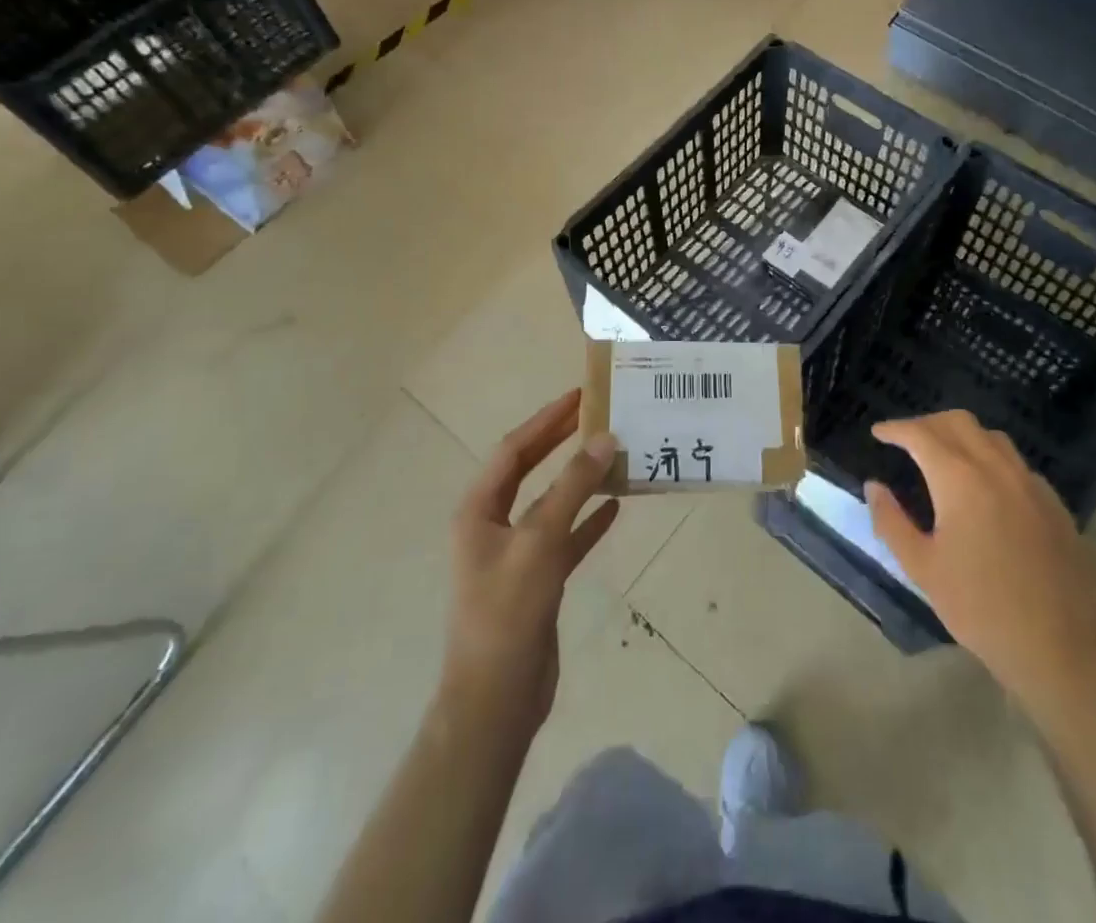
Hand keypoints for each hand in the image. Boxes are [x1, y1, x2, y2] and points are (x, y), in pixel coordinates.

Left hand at [443, 391, 619, 735]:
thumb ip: (572, 488)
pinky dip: (589, 520)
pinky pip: (566, 536)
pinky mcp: (537, 579)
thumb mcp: (540, 542)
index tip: (580, 395)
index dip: (547, 420)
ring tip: (615, 453)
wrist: (496, 700)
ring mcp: (516, 553)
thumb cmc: (508, 613)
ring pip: (552, 501)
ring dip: (580, 479)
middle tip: (599, 414)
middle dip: (561, 441)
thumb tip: (604, 438)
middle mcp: (493, 524)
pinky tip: (616, 506)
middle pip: (530, 469)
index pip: (514, 449)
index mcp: (479, 510)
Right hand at [867, 410, 1095, 717]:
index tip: (879, 433)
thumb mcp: (922, 568)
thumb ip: (891, 521)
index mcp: (960, 479)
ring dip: (962, 436)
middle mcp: (997, 469)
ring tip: (944, 456)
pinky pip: (1017, 465)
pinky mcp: (1055, 505)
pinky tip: (987, 489)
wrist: (1059, 649)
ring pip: (992, 437)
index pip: (921, 434)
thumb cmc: (979, 609)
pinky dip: (992, 460)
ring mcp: (1032, 484)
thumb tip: (873, 486)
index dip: (896, 429)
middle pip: (959, 423)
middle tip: (907, 440)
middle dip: (928, 424)